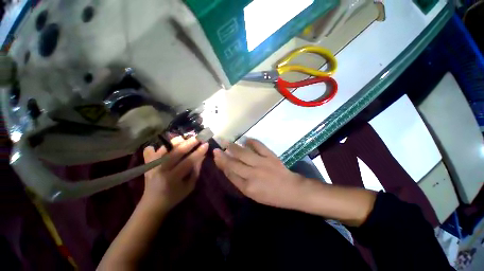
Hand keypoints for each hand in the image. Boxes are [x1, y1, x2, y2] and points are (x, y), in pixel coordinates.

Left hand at [142, 136, 207, 211]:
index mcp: (173, 178)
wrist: (152, 204)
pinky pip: (150, 150)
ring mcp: (152, 166)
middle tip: (198, 137)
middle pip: (176, 152)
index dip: (198, 152)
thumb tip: (202, 156)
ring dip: (176, 141)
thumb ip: (196, 170)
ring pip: (165, 148)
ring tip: (185, 138)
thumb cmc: (174, 197)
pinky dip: (159, 146)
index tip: (206, 144)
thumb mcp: (189, 186)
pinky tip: (167, 146)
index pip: (189, 161)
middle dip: (189, 142)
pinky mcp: (146, 164)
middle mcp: (162, 170)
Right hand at [213, 138, 311, 210]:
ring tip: (226, 142)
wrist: (291, 190)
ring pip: (243, 153)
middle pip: (233, 163)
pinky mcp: (270, 156)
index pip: (230, 173)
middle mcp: (252, 175)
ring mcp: (262, 163)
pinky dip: (251, 141)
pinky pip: (258, 146)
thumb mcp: (253, 195)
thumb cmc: (272, 196)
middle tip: (216, 148)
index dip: (221, 164)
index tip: (216, 157)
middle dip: (223, 156)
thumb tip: (229, 168)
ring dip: (233, 147)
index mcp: (247, 187)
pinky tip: (245, 140)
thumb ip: (240, 182)